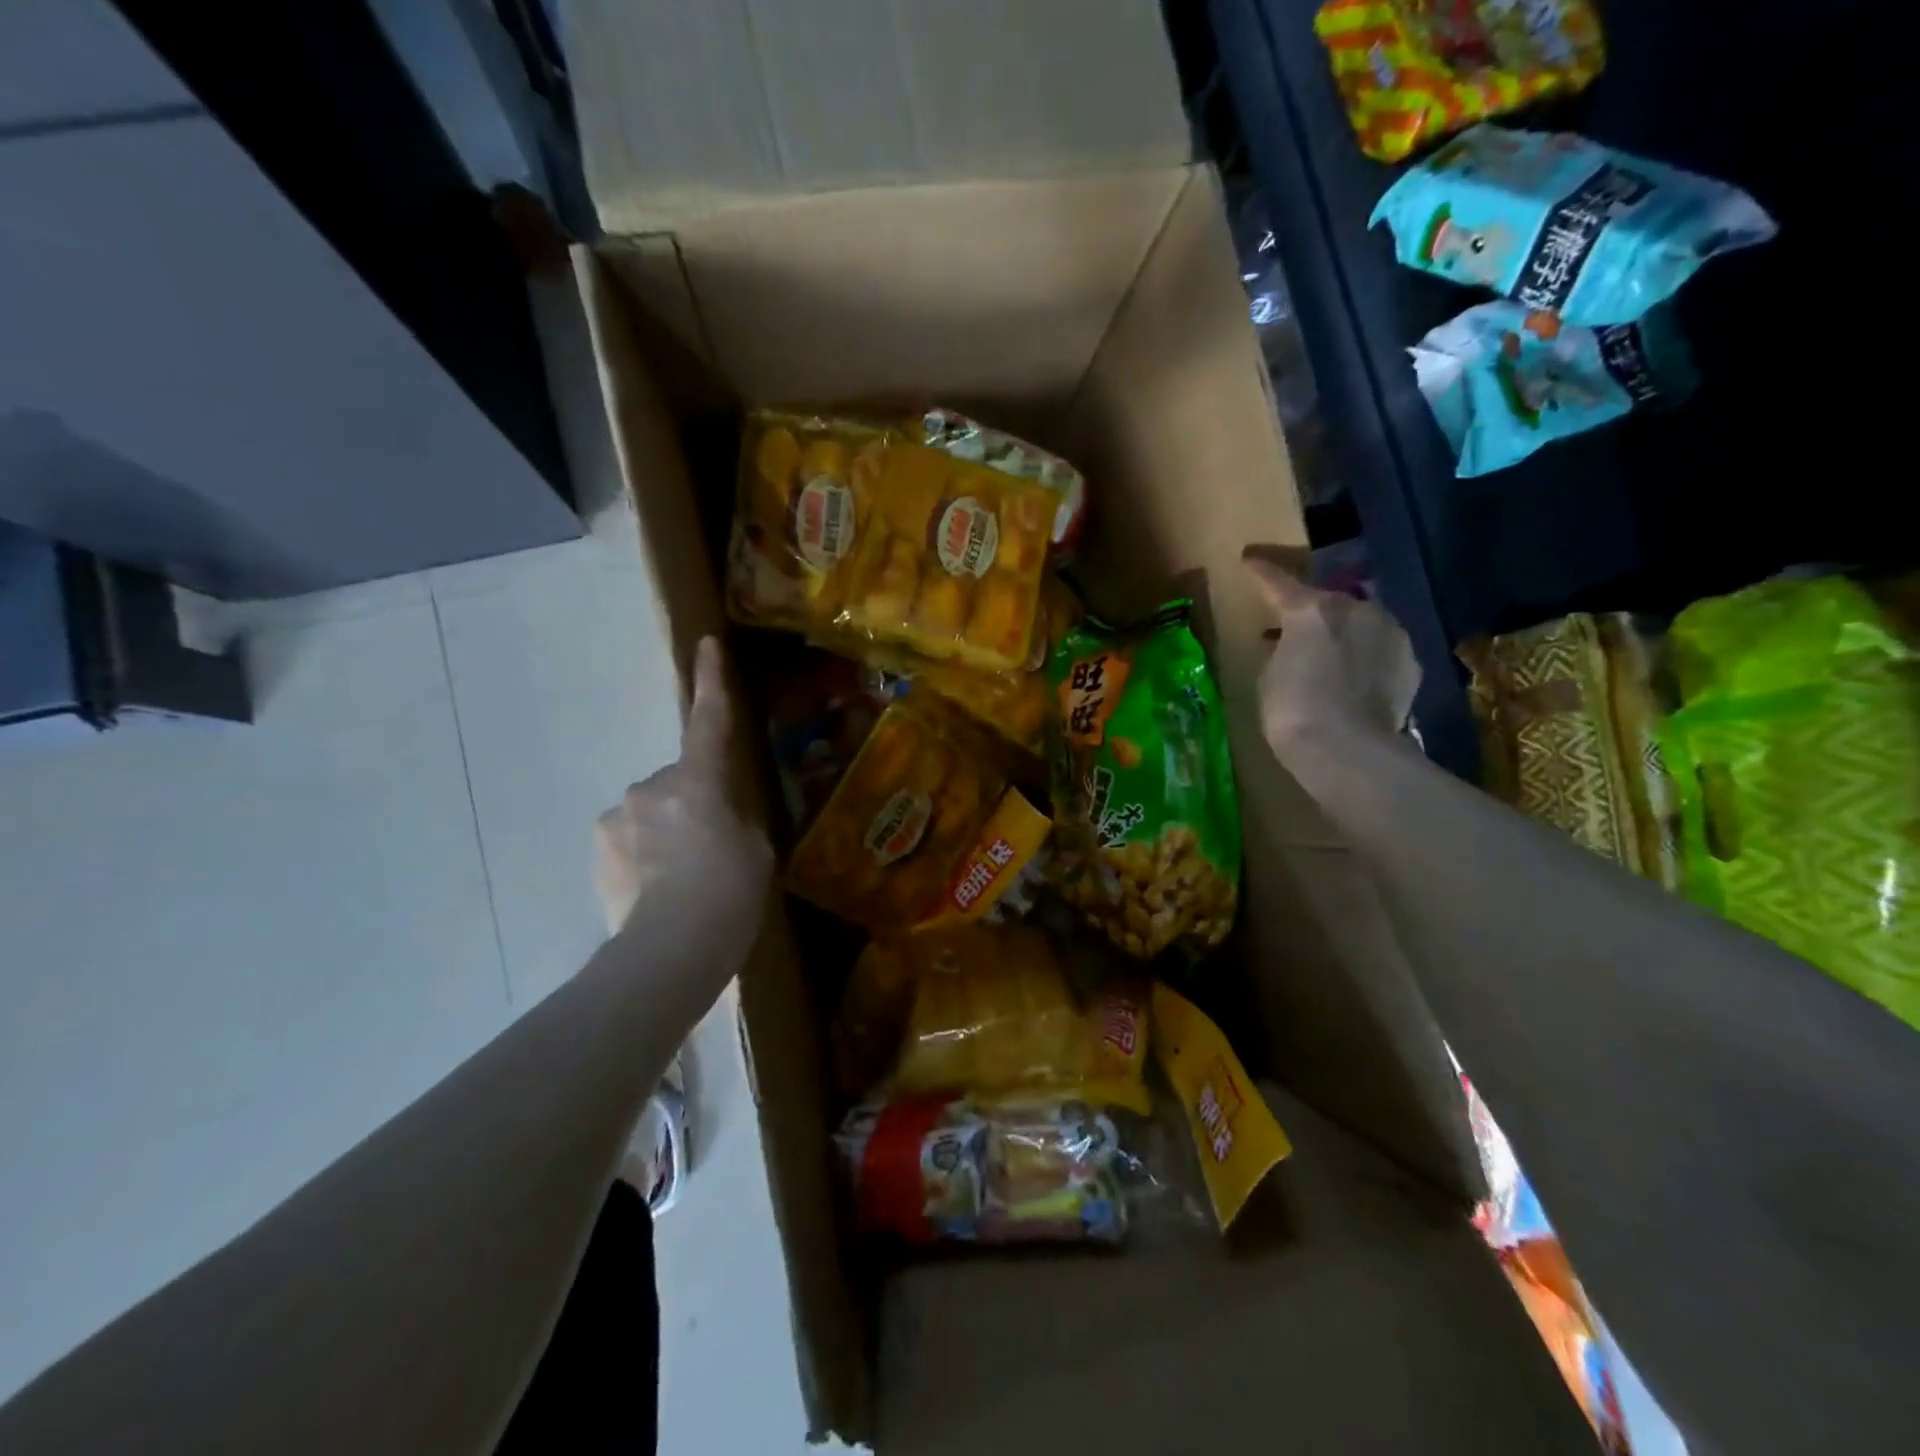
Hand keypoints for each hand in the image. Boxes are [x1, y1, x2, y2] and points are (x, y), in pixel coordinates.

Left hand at [593, 637, 773, 935]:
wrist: (669, 953)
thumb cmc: (729, 895)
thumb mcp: (756, 851)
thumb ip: (734, 820)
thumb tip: (713, 818)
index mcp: (699, 781)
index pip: (709, 720)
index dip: (711, 681)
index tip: (706, 644)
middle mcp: (651, 788)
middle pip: (679, 783)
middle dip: (692, 805)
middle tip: (713, 852)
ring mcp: (617, 819)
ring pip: (651, 814)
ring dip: (666, 834)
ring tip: (684, 883)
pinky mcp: (597, 852)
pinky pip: (628, 841)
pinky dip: (643, 857)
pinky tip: (657, 893)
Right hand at [1244, 557, 1421, 748]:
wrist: (1350, 750)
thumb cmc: (1293, 712)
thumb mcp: (1271, 677)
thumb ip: (1283, 651)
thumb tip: (1295, 648)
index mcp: (1311, 610)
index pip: (1279, 582)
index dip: (1262, 572)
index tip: (1249, 560)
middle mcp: (1356, 609)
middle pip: (1328, 602)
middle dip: (1311, 611)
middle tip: (1293, 628)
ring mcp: (1390, 633)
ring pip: (1360, 622)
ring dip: (1342, 633)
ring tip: (1327, 655)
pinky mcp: (1411, 661)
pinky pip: (1380, 650)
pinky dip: (1365, 658)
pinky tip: (1355, 679)